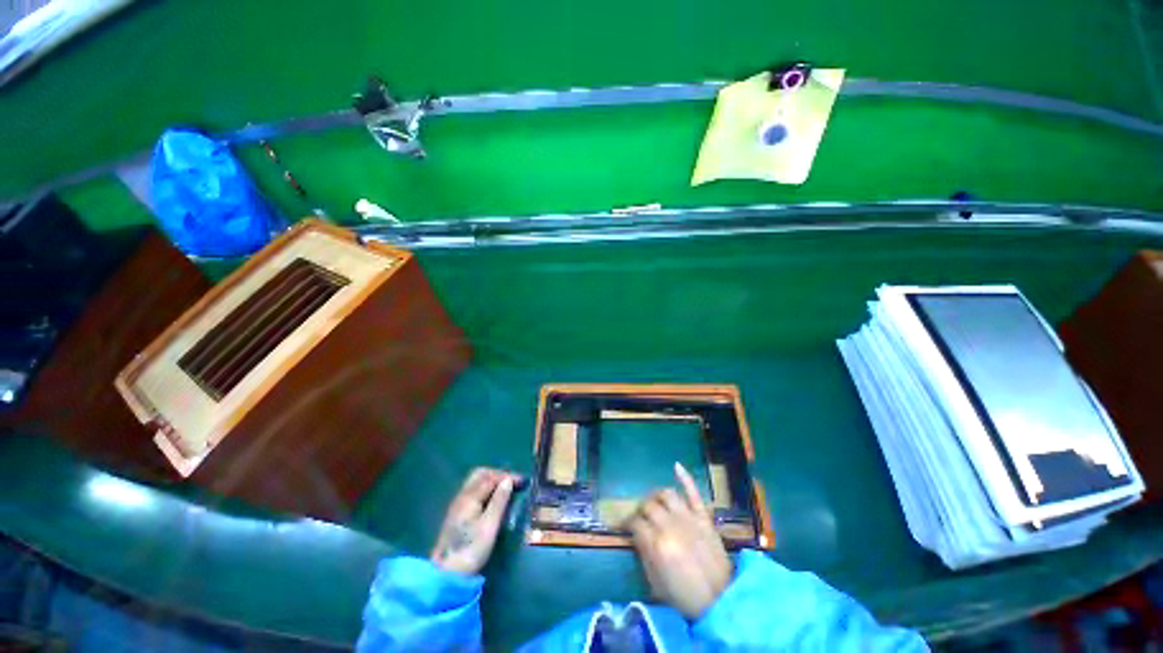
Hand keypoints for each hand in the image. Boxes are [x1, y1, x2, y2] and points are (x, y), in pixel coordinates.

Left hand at [430, 468, 519, 575]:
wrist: (446, 574)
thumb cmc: (471, 549)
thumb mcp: (490, 526)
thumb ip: (499, 501)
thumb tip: (508, 480)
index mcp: (470, 497)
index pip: (491, 477)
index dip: (507, 476)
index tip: (522, 481)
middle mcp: (462, 496)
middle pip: (480, 474)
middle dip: (498, 474)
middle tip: (512, 482)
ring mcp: (457, 504)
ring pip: (475, 482)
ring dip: (491, 481)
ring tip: (505, 489)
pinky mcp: (456, 513)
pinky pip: (472, 491)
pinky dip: (485, 489)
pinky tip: (492, 500)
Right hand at [627, 463, 732, 619]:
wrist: (721, 601)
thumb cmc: (685, 596)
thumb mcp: (656, 584)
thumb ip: (644, 556)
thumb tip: (636, 536)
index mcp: (657, 545)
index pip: (635, 523)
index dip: (628, 524)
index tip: (626, 527)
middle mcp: (671, 526)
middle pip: (648, 506)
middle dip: (640, 510)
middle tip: (639, 517)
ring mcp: (689, 519)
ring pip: (667, 494)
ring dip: (656, 495)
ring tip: (654, 501)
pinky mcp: (704, 517)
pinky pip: (693, 493)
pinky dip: (685, 478)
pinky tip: (676, 466)